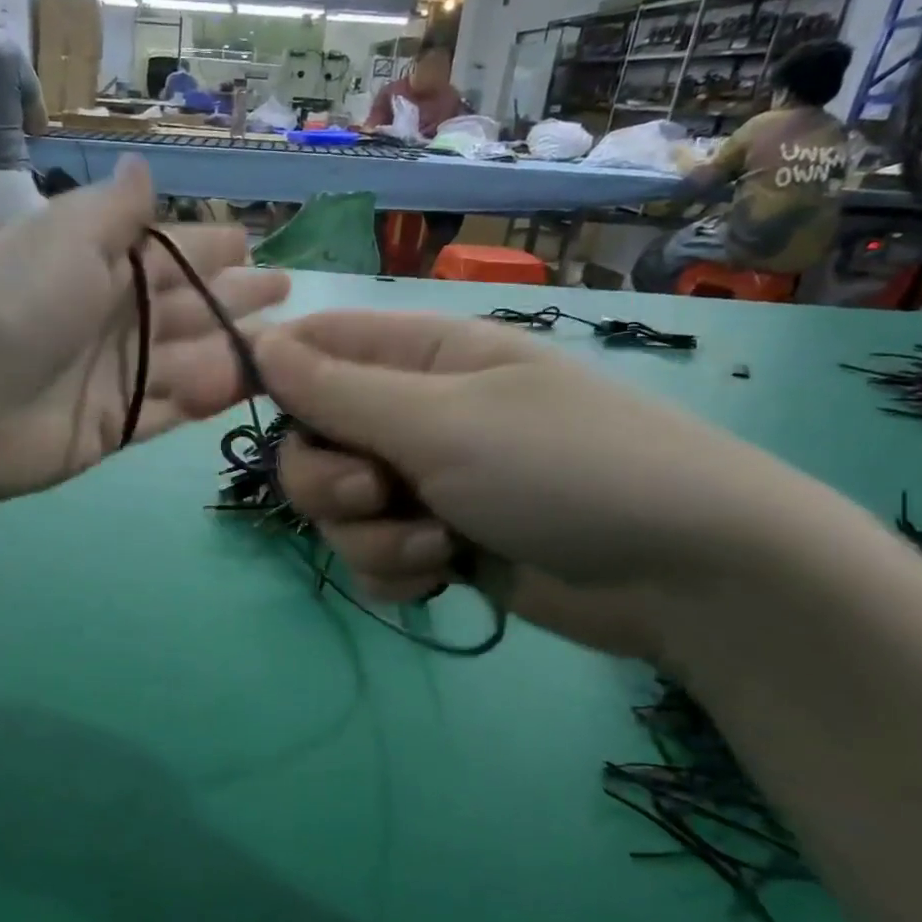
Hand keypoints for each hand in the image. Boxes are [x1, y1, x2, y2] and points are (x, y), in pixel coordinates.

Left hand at [0, 156, 288, 500]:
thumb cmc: (18, 307)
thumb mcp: (68, 239)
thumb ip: (114, 212)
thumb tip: (143, 169)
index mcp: (97, 265)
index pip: (166, 252)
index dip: (207, 248)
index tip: (248, 245)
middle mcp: (111, 317)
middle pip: (186, 306)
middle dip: (233, 298)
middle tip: (283, 291)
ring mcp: (115, 375)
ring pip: (188, 359)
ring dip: (233, 349)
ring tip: (286, 346)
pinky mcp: (115, 424)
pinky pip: (172, 410)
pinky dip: (205, 399)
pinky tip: (245, 387)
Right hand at [257, 311, 824, 662]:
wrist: (683, 576)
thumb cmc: (564, 468)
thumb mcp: (442, 423)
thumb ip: (340, 391)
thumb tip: (259, 344)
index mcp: (418, 359)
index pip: (314, 348)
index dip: (269, 374)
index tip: (237, 411)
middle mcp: (412, 416)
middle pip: (311, 441)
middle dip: (325, 480)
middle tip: (373, 493)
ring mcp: (424, 483)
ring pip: (337, 511)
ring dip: (369, 536)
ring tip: (434, 546)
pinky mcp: (437, 544)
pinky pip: (372, 557)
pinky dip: (396, 572)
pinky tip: (442, 577)